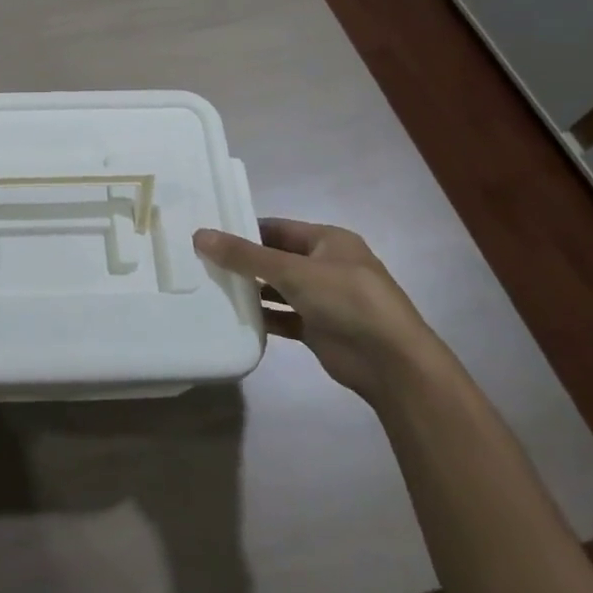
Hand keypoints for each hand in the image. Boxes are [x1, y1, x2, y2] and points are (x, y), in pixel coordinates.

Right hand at [196, 220, 443, 402]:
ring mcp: (325, 300)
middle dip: (244, 261)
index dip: (245, 230)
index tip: (210, 234)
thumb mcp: (293, 270)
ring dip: (252, 290)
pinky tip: (235, 318)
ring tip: (211, 288)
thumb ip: (245, 256)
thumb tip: (199, 234)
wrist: (393, 364)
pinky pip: (284, 317)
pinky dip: (264, 317)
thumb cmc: (347, 300)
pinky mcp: (320, 330)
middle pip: (276, 258)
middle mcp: (327, 266)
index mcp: (328, 240)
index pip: (277, 228)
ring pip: (279, 289)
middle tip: (202, 261)